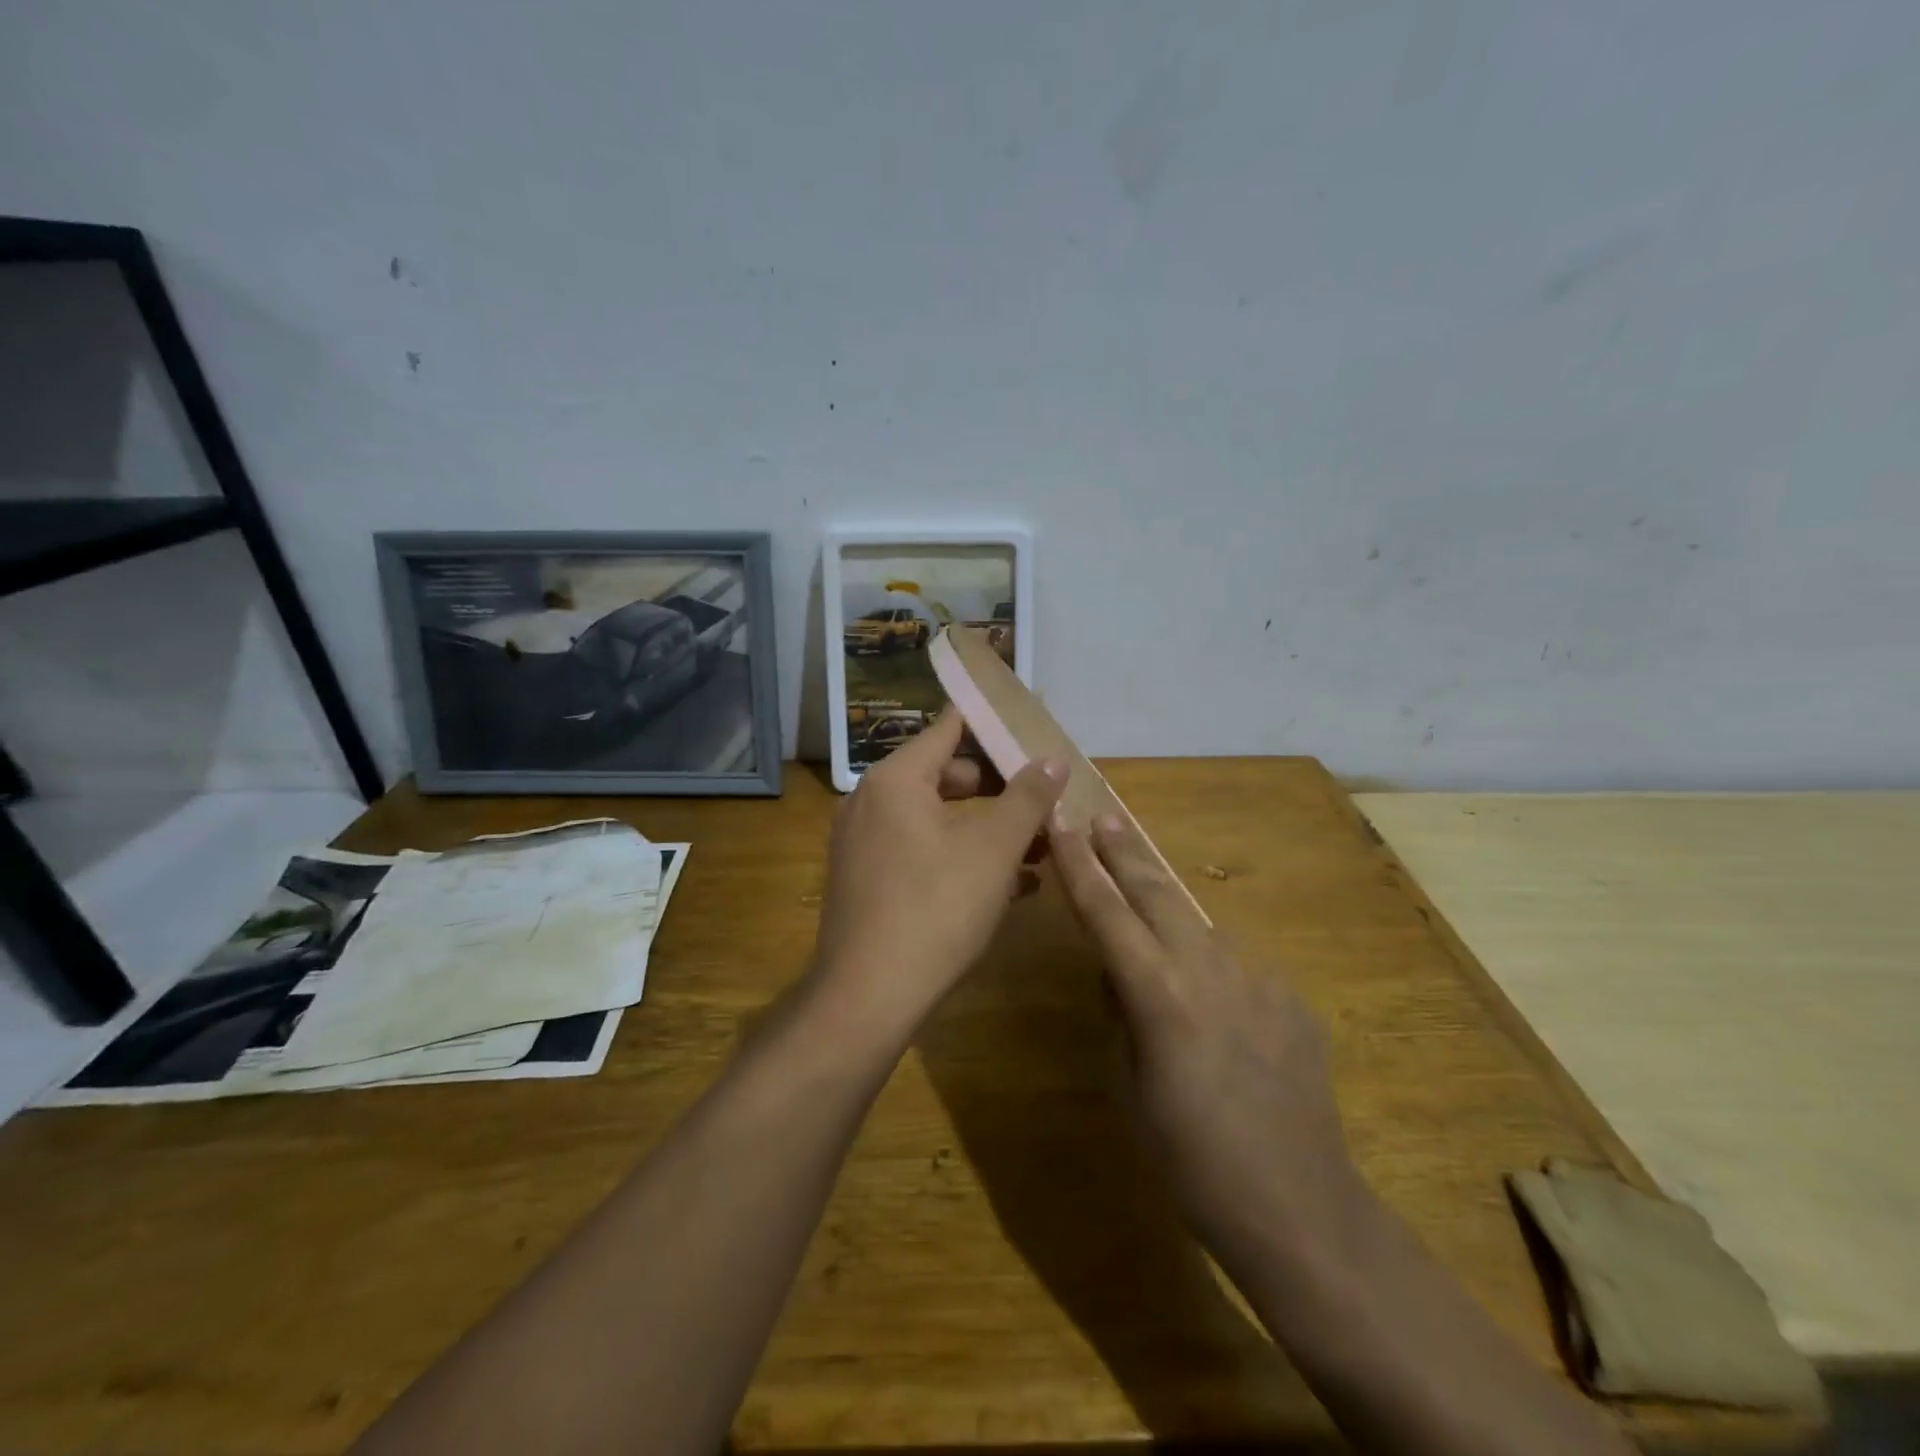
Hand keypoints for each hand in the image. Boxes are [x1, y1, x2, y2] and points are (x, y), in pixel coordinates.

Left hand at [808, 711, 1065, 1041]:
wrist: (867, 999)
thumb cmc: (936, 909)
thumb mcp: (994, 849)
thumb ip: (1028, 797)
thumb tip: (1053, 759)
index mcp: (895, 779)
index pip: (949, 728)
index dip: (993, 724)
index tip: (1032, 729)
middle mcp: (871, 802)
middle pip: (946, 775)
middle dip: (1001, 789)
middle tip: (1046, 802)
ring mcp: (865, 844)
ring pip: (938, 819)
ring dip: (989, 830)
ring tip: (1042, 850)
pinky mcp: (868, 881)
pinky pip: (922, 852)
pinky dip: (963, 857)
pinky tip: (1010, 887)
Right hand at [1050, 814, 1366, 1274]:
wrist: (1300, 1206)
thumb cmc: (1191, 1160)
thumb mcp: (1130, 1086)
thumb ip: (1123, 1014)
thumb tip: (1120, 974)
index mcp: (1159, 995)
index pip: (1106, 913)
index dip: (1078, 866)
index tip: (1062, 823)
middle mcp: (1209, 969)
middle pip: (1156, 893)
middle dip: (1123, 853)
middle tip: (1103, 817)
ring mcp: (1258, 978)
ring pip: (1199, 928)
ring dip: (1169, 915)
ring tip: (1148, 911)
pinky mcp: (1291, 997)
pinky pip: (1237, 967)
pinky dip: (1213, 968)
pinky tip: (1214, 1007)